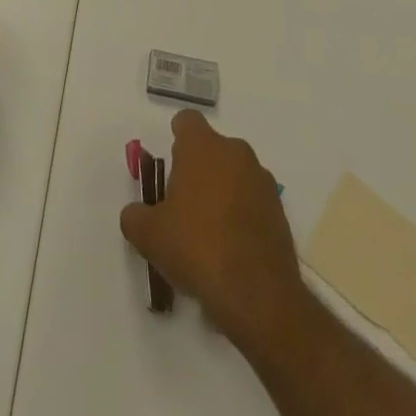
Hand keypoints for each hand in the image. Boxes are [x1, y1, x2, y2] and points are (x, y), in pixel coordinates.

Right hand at [119, 110, 306, 344]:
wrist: (258, 295)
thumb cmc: (197, 248)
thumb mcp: (149, 235)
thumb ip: (135, 216)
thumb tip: (136, 214)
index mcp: (202, 146)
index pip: (187, 121)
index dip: (176, 138)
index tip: (171, 166)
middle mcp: (235, 152)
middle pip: (211, 149)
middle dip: (198, 170)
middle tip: (183, 207)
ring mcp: (262, 181)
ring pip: (234, 175)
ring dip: (222, 193)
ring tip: (208, 235)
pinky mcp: (280, 211)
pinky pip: (253, 202)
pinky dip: (242, 216)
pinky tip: (231, 252)